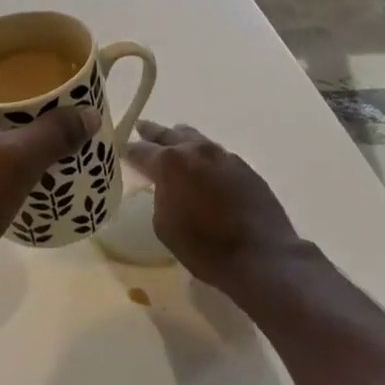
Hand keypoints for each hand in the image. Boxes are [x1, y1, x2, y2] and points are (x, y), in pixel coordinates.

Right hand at [126, 121, 309, 301]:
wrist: (263, 256)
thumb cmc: (206, 247)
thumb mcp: (165, 227)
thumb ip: (159, 197)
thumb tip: (164, 187)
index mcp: (170, 163)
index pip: (140, 150)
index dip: (128, 150)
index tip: (121, 150)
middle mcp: (195, 150)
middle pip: (168, 134)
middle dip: (152, 133)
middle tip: (141, 128)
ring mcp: (223, 156)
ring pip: (195, 138)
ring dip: (181, 140)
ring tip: (173, 142)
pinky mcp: (244, 167)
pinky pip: (216, 154)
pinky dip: (204, 156)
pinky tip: (204, 167)